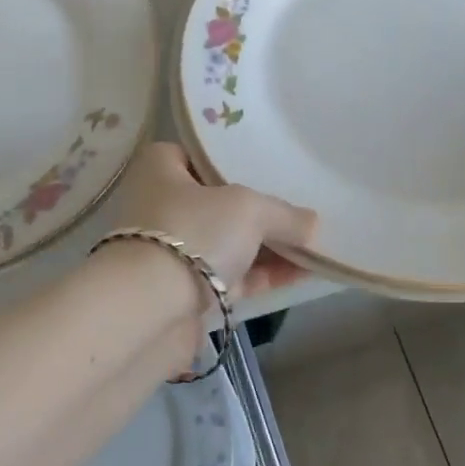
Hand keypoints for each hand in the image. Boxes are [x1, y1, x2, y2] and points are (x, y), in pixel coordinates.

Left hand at [105, 142, 317, 304]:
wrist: (151, 311)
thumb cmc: (193, 233)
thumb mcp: (249, 209)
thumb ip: (283, 213)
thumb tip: (312, 223)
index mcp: (161, 170)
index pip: (196, 155)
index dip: (229, 160)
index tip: (265, 167)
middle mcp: (161, 206)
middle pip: (218, 202)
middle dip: (257, 208)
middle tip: (299, 206)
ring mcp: (171, 252)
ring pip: (227, 242)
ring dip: (266, 245)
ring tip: (313, 242)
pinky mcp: (185, 292)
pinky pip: (231, 276)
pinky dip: (262, 275)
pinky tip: (302, 273)